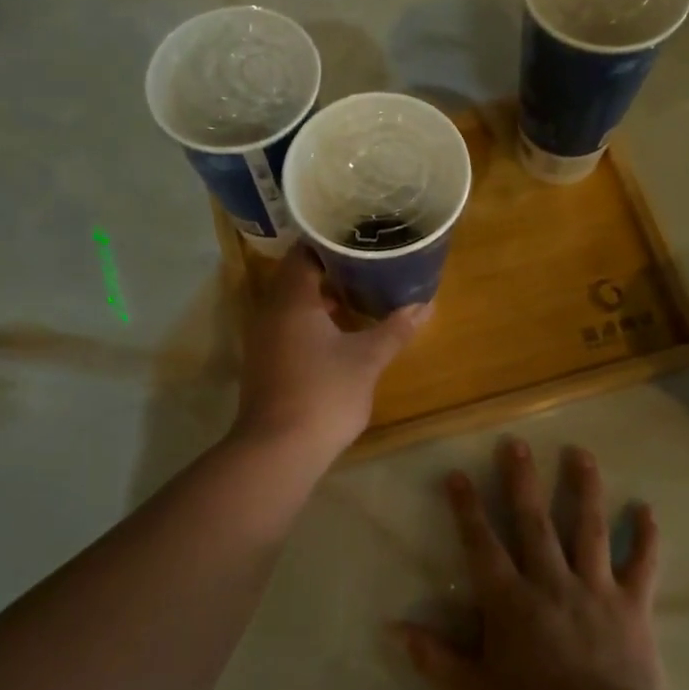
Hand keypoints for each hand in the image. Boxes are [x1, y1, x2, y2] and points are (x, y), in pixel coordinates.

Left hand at [233, 245, 428, 462]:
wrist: (278, 450)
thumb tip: (425, 305)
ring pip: (292, 305)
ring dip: (322, 298)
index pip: (305, 252)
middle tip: (368, 264)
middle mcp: (270, 312)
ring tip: (360, 294)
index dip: (332, 242)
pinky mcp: (264, 362)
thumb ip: (394, 330)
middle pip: (298, 277)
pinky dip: (312, 322)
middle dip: (332, 270)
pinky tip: (339, 333)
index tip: (361, 239)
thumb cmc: (324, 395)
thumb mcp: (366, 360)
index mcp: (292, 300)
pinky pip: (288, 327)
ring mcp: (263, 339)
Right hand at [399, 437, 662, 689]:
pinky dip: (645, 537)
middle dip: (522, 481)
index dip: (467, 508)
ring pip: (589, 529)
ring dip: (584, 489)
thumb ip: (433, 658)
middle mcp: (550, 581)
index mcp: (510, 600)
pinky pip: (641, 565)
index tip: (458, 474)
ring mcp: (595, 588)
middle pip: (534, 522)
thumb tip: (392, 628)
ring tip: (579, 453)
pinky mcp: (632, 605)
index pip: (482, 544)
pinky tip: (647, 509)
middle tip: (516, 443)